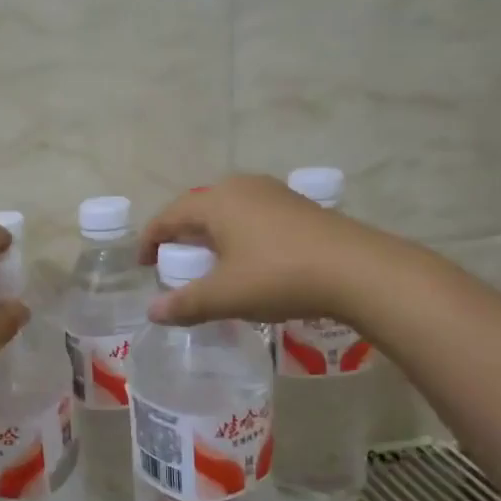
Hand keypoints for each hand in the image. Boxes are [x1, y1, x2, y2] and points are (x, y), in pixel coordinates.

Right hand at [139, 175, 395, 325]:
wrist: (358, 270)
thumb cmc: (279, 276)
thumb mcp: (225, 296)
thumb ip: (184, 304)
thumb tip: (152, 312)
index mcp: (215, 201)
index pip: (168, 216)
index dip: (150, 241)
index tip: (142, 265)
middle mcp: (241, 187)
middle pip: (197, 209)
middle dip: (180, 237)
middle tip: (175, 265)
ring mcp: (273, 193)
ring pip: (227, 211)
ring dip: (211, 236)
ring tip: (210, 264)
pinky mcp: (298, 206)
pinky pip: (252, 216)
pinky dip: (238, 236)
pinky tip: (248, 260)